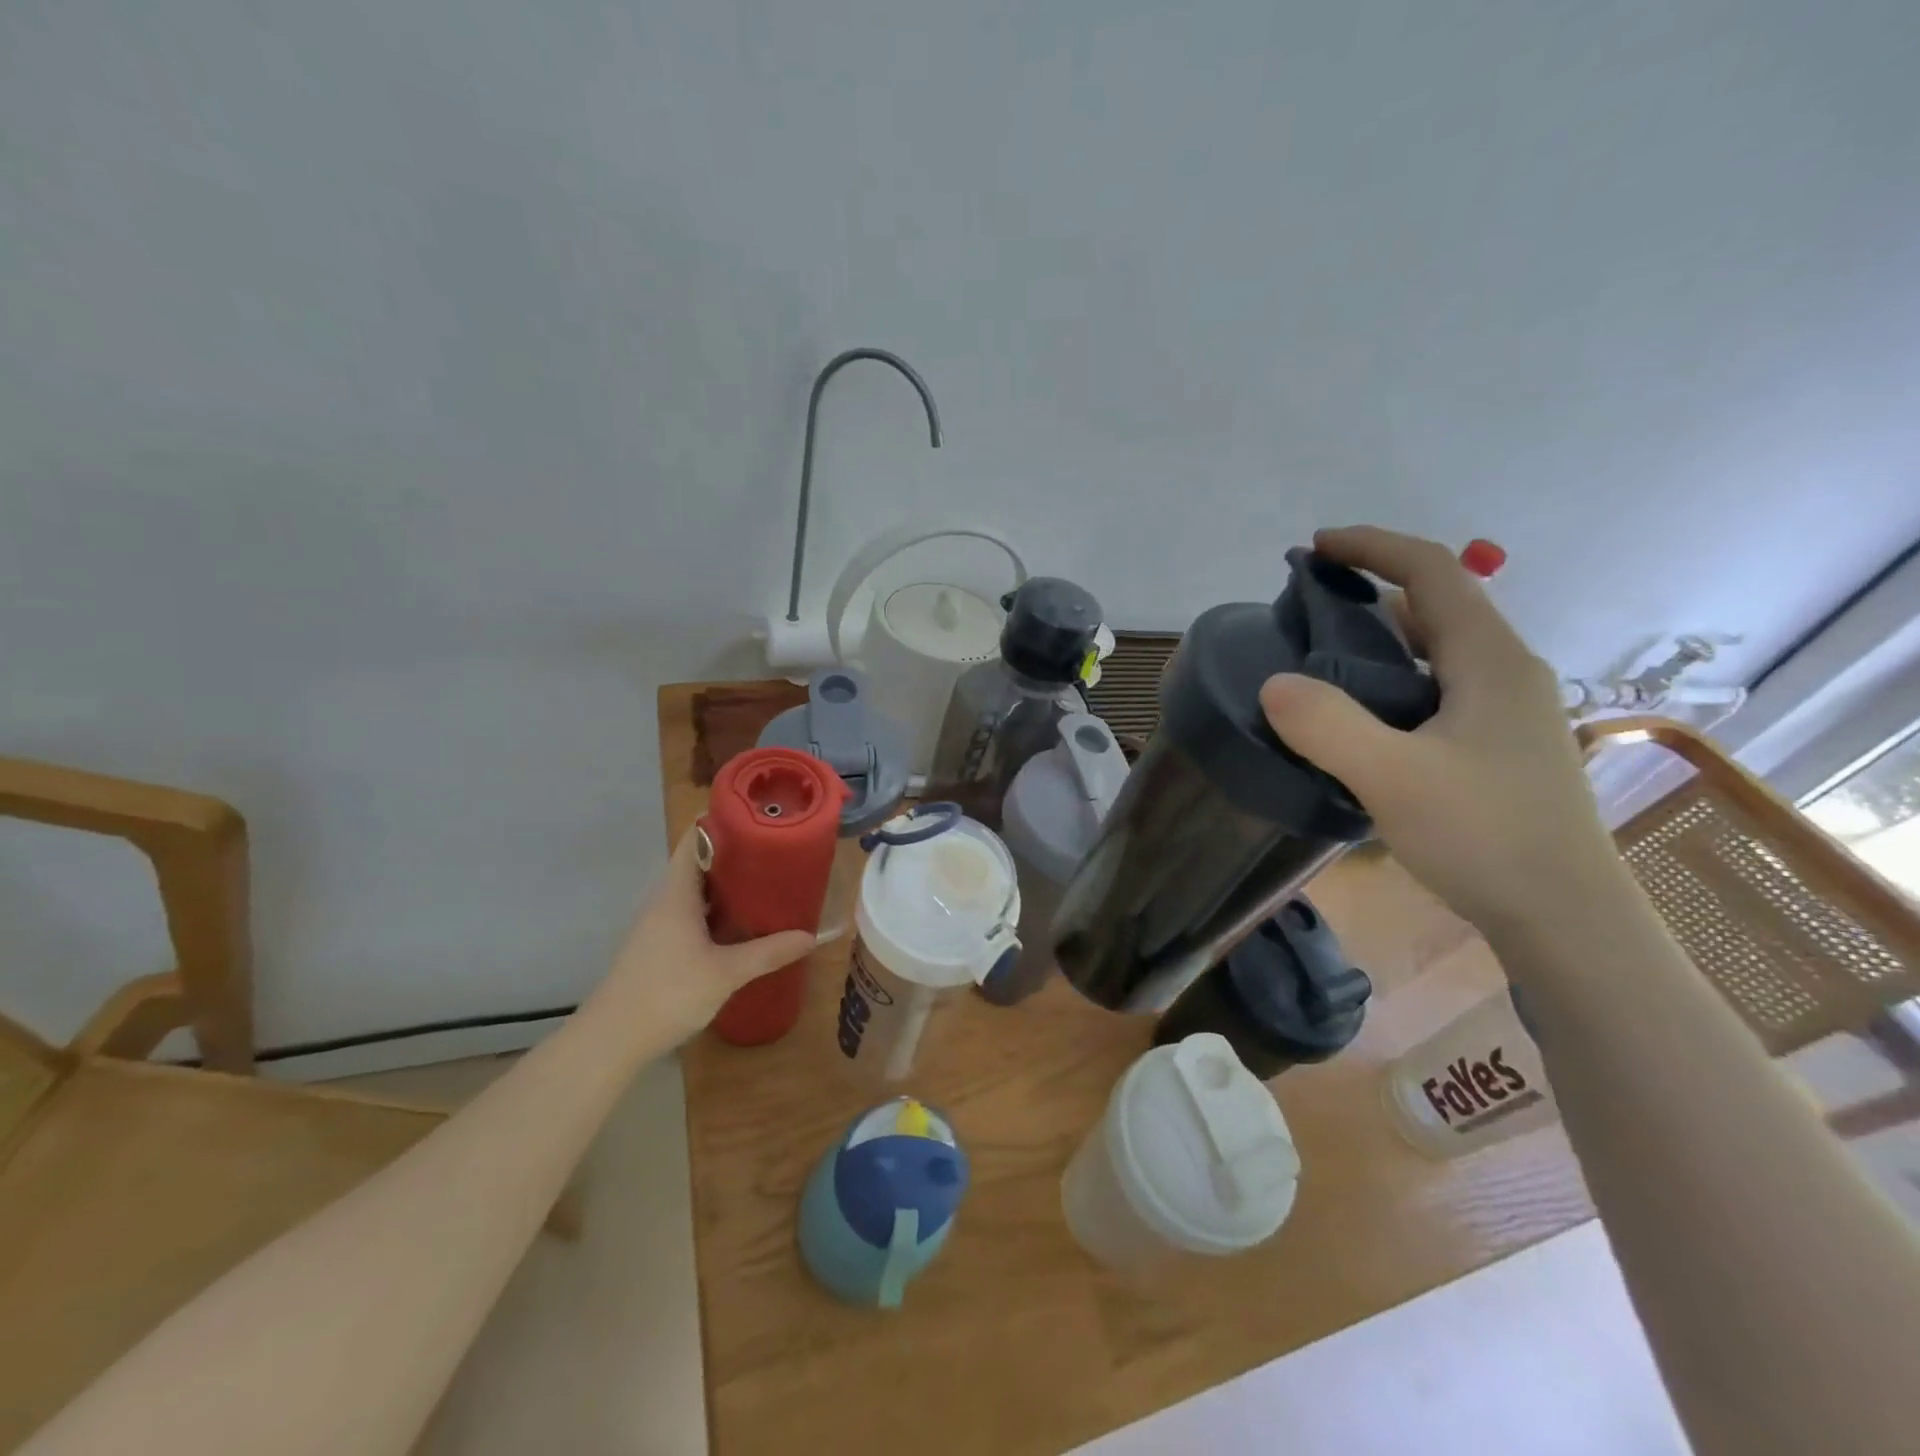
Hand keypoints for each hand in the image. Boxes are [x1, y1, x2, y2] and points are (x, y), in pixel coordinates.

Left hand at [603, 832, 817, 1040]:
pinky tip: (742, 924)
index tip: (757, 817)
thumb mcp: (726, 973)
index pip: (695, 838)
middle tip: (775, 851)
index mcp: (677, 893)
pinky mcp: (660, 946)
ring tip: (767, 882)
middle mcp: (665, 900)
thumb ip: (768, 953)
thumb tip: (810, 936)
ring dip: (728, 885)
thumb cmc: (668, 993)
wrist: (611, 1040)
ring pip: (697, 891)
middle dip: (736, 854)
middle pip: (700, 862)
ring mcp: (659, 924)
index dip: (722, 821)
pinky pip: (693, 913)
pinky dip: (718, 910)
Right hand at [1259, 525, 1628, 935]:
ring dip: (1378, 640)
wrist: (1565, 920)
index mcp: (1490, 660)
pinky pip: (1435, 689)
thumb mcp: (1392, 778)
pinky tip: (1359, 718)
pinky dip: (1391, 681)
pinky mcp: (1496, 748)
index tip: (1314, 548)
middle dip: (1369, 591)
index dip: (1373, 547)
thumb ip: (1327, 725)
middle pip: (1435, 607)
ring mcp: (1505, 713)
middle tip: (1304, 610)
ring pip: (1435, 652)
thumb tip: (1273, 684)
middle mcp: (1504, 673)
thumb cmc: (1485, 837)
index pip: (1432, 572)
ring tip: (1319, 660)